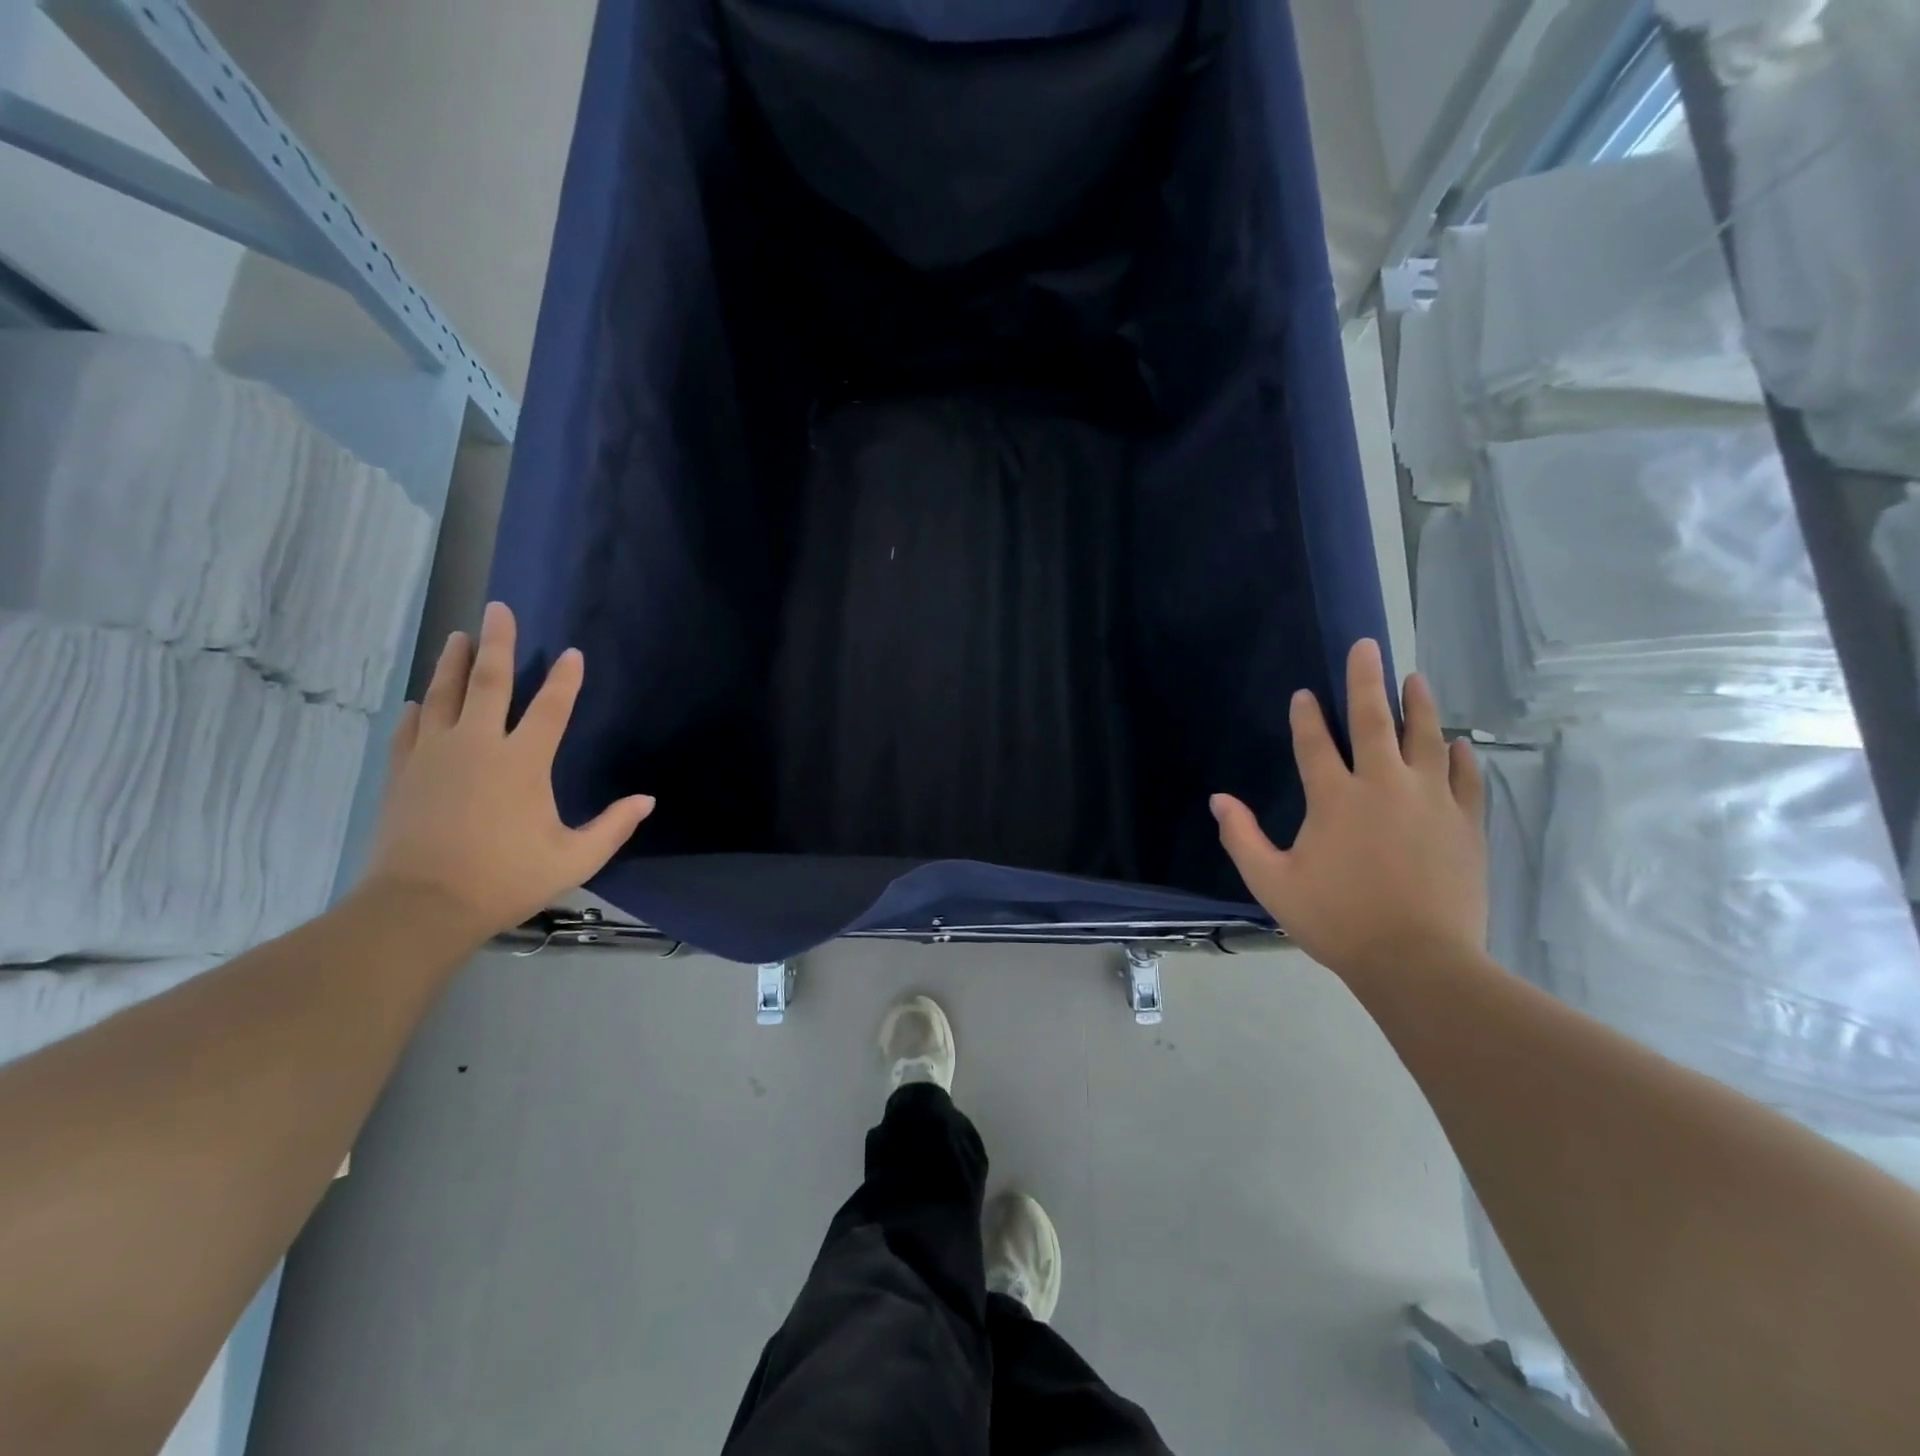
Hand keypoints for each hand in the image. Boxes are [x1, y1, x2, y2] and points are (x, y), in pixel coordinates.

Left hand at [362, 602, 654, 941]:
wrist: (421, 905)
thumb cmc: (506, 878)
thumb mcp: (574, 858)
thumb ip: (613, 826)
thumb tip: (647, 800)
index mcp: (523, 762)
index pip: (550, 708)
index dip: (564, 679)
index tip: (572, 653)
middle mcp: (478, 745)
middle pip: (488, 682)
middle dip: (496, 643)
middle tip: (497, 609)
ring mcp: (435, 755)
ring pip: (444, 696)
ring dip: (452, 663)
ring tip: (458, 636)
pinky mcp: (403, 772)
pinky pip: (411, 728)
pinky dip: (419, 709)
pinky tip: (420, 700)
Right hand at [1212, 639, 1486, 981]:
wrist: (1417, 961)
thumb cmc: (1337, 920)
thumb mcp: (1272, 882)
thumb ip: (1242, 837)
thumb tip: (1218, 800)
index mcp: (1334, 798)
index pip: (1314, 742)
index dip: (1305, 716)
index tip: (1304, 694)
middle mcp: (1383, 784)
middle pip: (1374, 720)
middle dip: (1366, 680)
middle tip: (1367, 646)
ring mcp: (1430, 800)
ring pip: (1426, 737)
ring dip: (1419, 704)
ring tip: (1415, 679)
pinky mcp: (1465, 823)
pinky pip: (1465, 777)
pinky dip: (1459, 755)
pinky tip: (1456, 743)